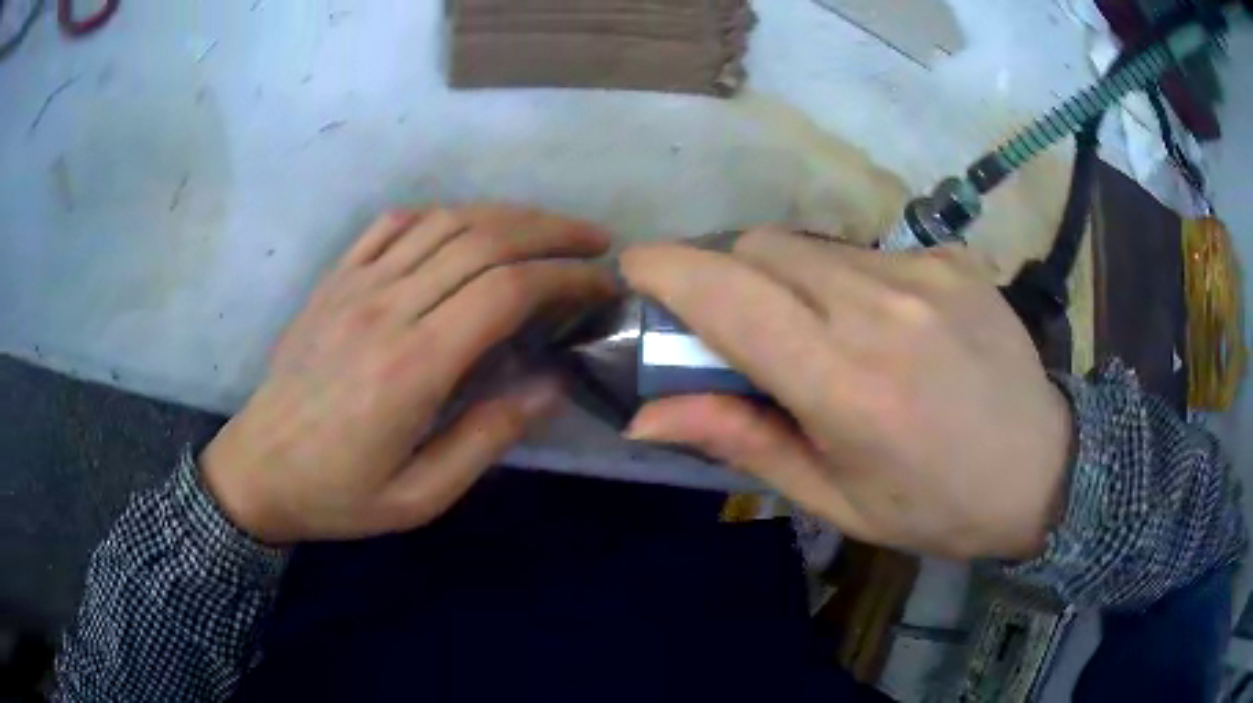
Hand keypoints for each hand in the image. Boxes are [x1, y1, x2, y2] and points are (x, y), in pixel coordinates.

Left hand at [201, 206, 615, 544]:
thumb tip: (552, 382)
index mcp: (412, 366)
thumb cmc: (338, 494)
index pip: (505, 291)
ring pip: (445, 221)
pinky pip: (393, 223)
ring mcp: (356, 284)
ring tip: (547, 229)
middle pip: (484, 240)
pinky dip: (441, 214)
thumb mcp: (420, 496)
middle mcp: (387, 308)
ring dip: (507, 215)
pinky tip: (466, 227)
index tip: (603, 283)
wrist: (257, 470)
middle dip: (552, 232)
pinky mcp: (335, 278)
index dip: (565, 277)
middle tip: (595, 242)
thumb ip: (487, 437)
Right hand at [621, 228, 1071, 560]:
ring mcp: (923, 272)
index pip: (729, 295)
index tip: (636, 271)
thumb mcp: (834, 498)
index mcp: (845, 383)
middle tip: (738, 328)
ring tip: (819, 332)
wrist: (1042, 467)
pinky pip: (868, 251)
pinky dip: (847, 279)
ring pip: (810, 244)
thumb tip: (647, 415)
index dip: (667, 270)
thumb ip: (742, 441)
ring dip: (787, 278)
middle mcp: (880, 309)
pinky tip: (884, 325)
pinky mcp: (951, 257)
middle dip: (727, 276)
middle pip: (761, 247)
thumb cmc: (935, 505)